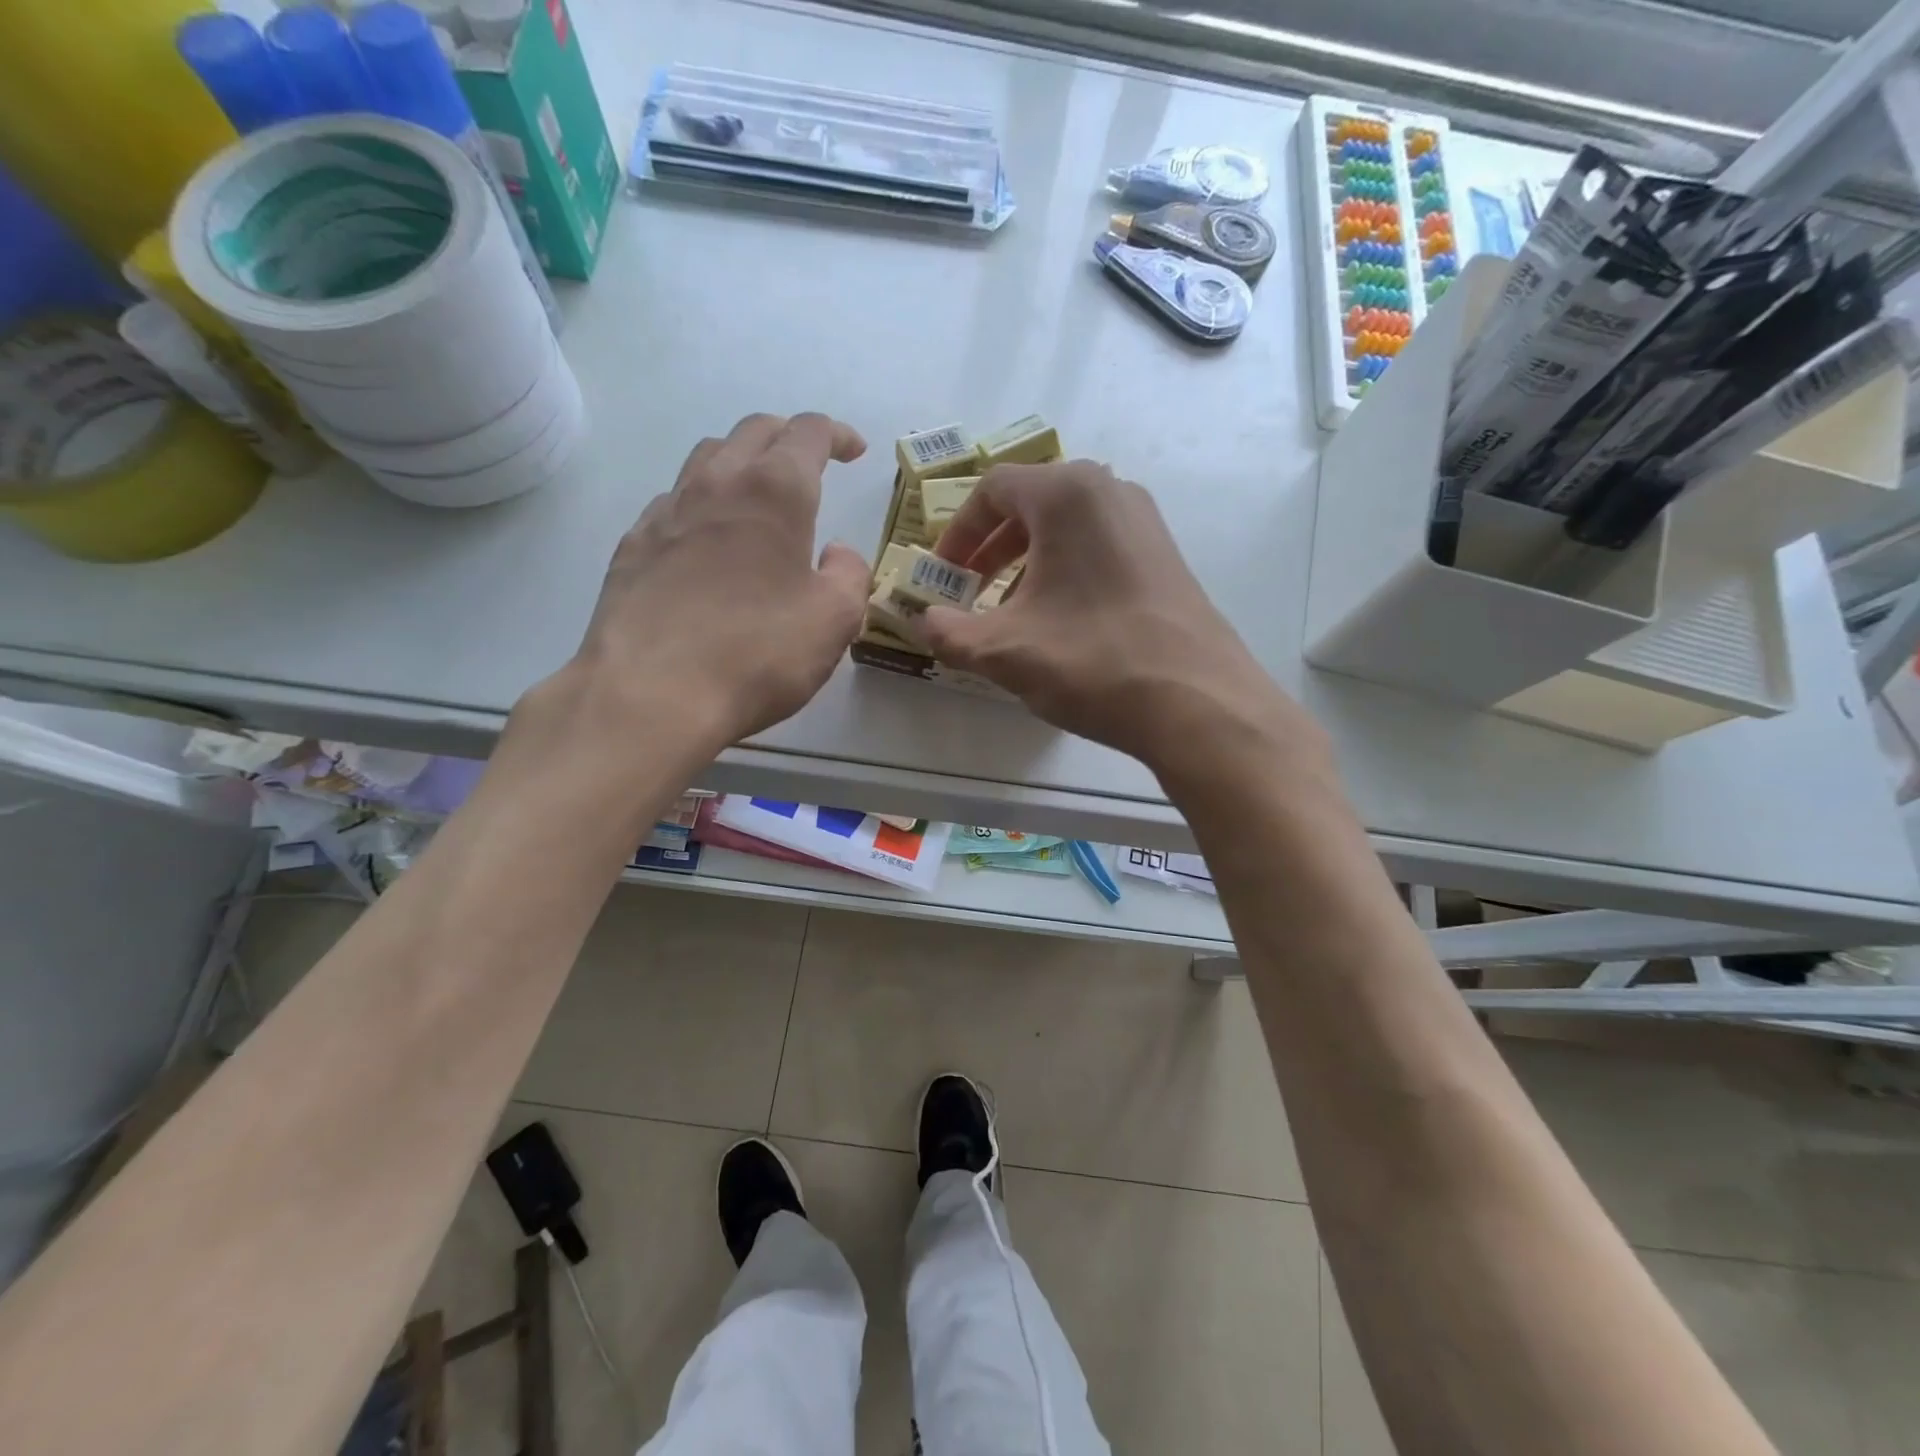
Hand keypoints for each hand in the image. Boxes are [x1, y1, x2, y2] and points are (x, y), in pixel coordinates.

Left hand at [563, 412, 870, 749]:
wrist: (651, 694)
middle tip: (810, 465)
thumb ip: (850, 576)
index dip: (836, 434)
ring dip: (741, 462)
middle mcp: (717, 484)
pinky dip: (702, 504)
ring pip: (707, 458)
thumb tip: (837, 554)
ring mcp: (666, 512)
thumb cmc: (758, 653)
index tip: (854, 451)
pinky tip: (707, 541)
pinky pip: (673, 503)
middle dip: (788, 437)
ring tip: (758, 496)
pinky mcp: (633, 546)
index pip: (808, 432)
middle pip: (754, 431)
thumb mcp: (834, 621)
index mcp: (775, 492)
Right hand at [920, 461, 1318, 780]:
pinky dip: (1066, 572)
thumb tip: (921, 621)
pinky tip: (1060, 622)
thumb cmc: (1092, 660)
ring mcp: (1144, 522)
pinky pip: (1098, 546)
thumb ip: (948, 632)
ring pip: (1066, 527)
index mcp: (1066, 494)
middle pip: (1031, 503)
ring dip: (1027, 562)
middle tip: (969, 590)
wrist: (1197, 702)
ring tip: (1011, 611)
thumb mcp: (1004, 651)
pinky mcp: (1164, 556)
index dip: (957, 532)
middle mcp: (1109, 491)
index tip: (943, 574)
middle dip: (990, 548)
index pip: (992, 489)